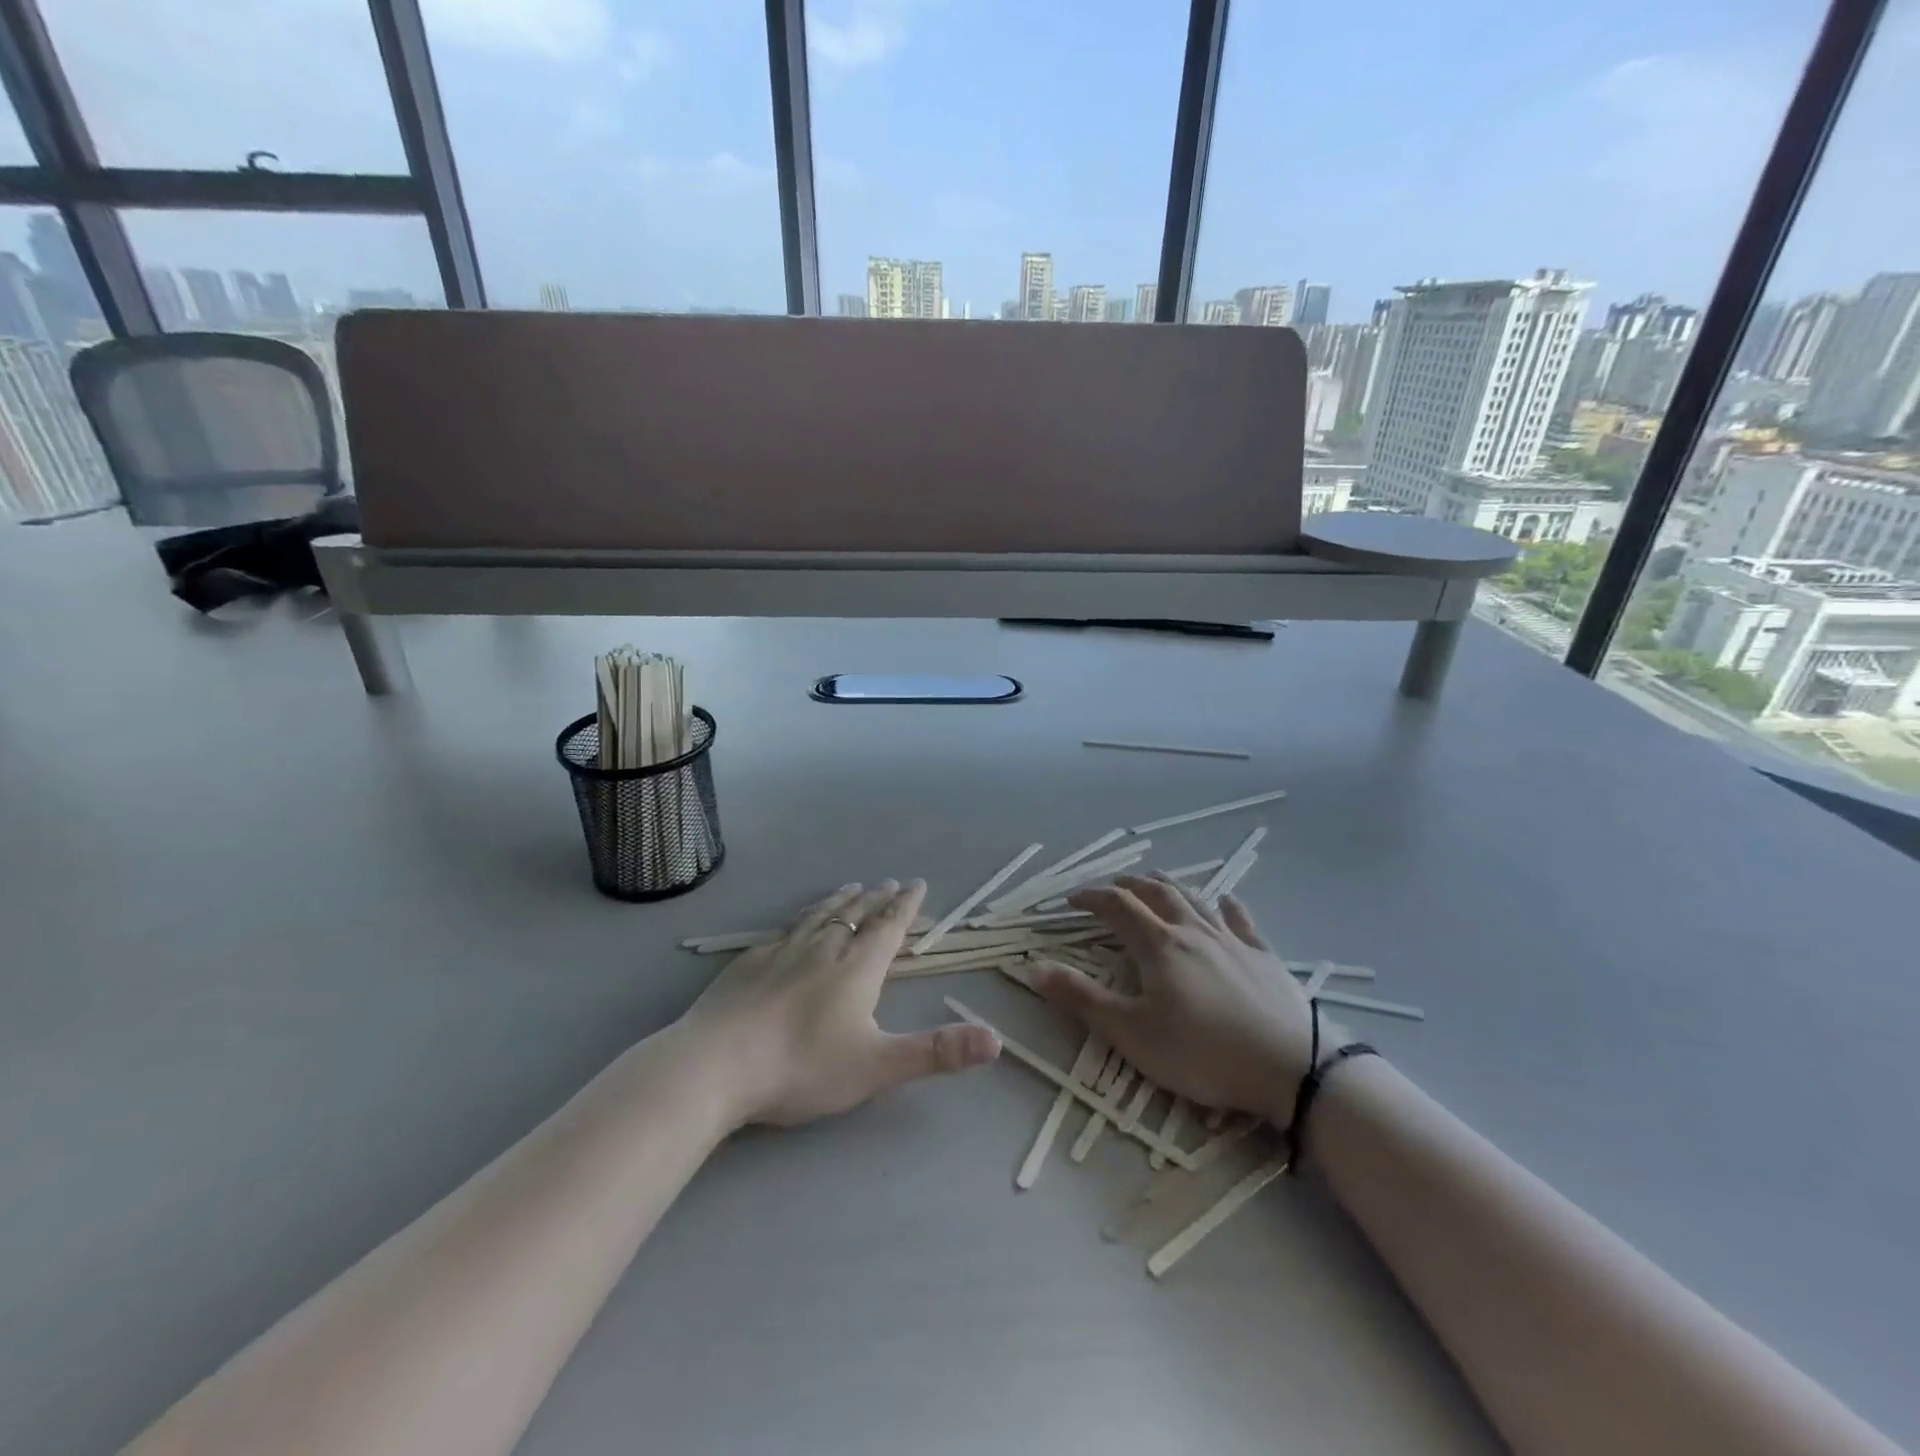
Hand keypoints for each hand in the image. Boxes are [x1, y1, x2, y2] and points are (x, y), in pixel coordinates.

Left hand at [684, 879, 999, 1127]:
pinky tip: (794, 923)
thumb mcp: (877, 1066)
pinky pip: (784, 929)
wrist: (716, 1064)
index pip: (888, 927)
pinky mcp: (749, 963)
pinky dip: (800, 918)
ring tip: (851, 888)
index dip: (906, 906)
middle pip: (856, 915)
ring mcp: (782, 952)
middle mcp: (823, 949)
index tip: (917, 883)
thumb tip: (996, 1040)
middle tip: (889, 882)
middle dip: (877, 899)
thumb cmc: (801, 1066)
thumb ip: (936, 1052)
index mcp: (856, 968)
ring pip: (819, 917)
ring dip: (840, 901)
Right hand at [1034, 875, 1312, 1121]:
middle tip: (1110, 887)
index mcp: (1158, 945)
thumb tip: (1032, 968)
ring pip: (1195, 898)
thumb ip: (1081, 999)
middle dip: (1128, 885)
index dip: (1090, 897)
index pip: (1116, 906)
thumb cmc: (1203, 1053)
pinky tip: (1226, 901)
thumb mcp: (1131, 1033)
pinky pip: (1242, 920)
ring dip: (1169, 886)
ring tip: (1155, 883)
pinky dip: (1227, 906)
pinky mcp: (1265, 956)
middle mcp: (1193, 930)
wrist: (1292, 1068)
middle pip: (1156, 893)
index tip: (1070, 900)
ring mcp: (1233, 940)